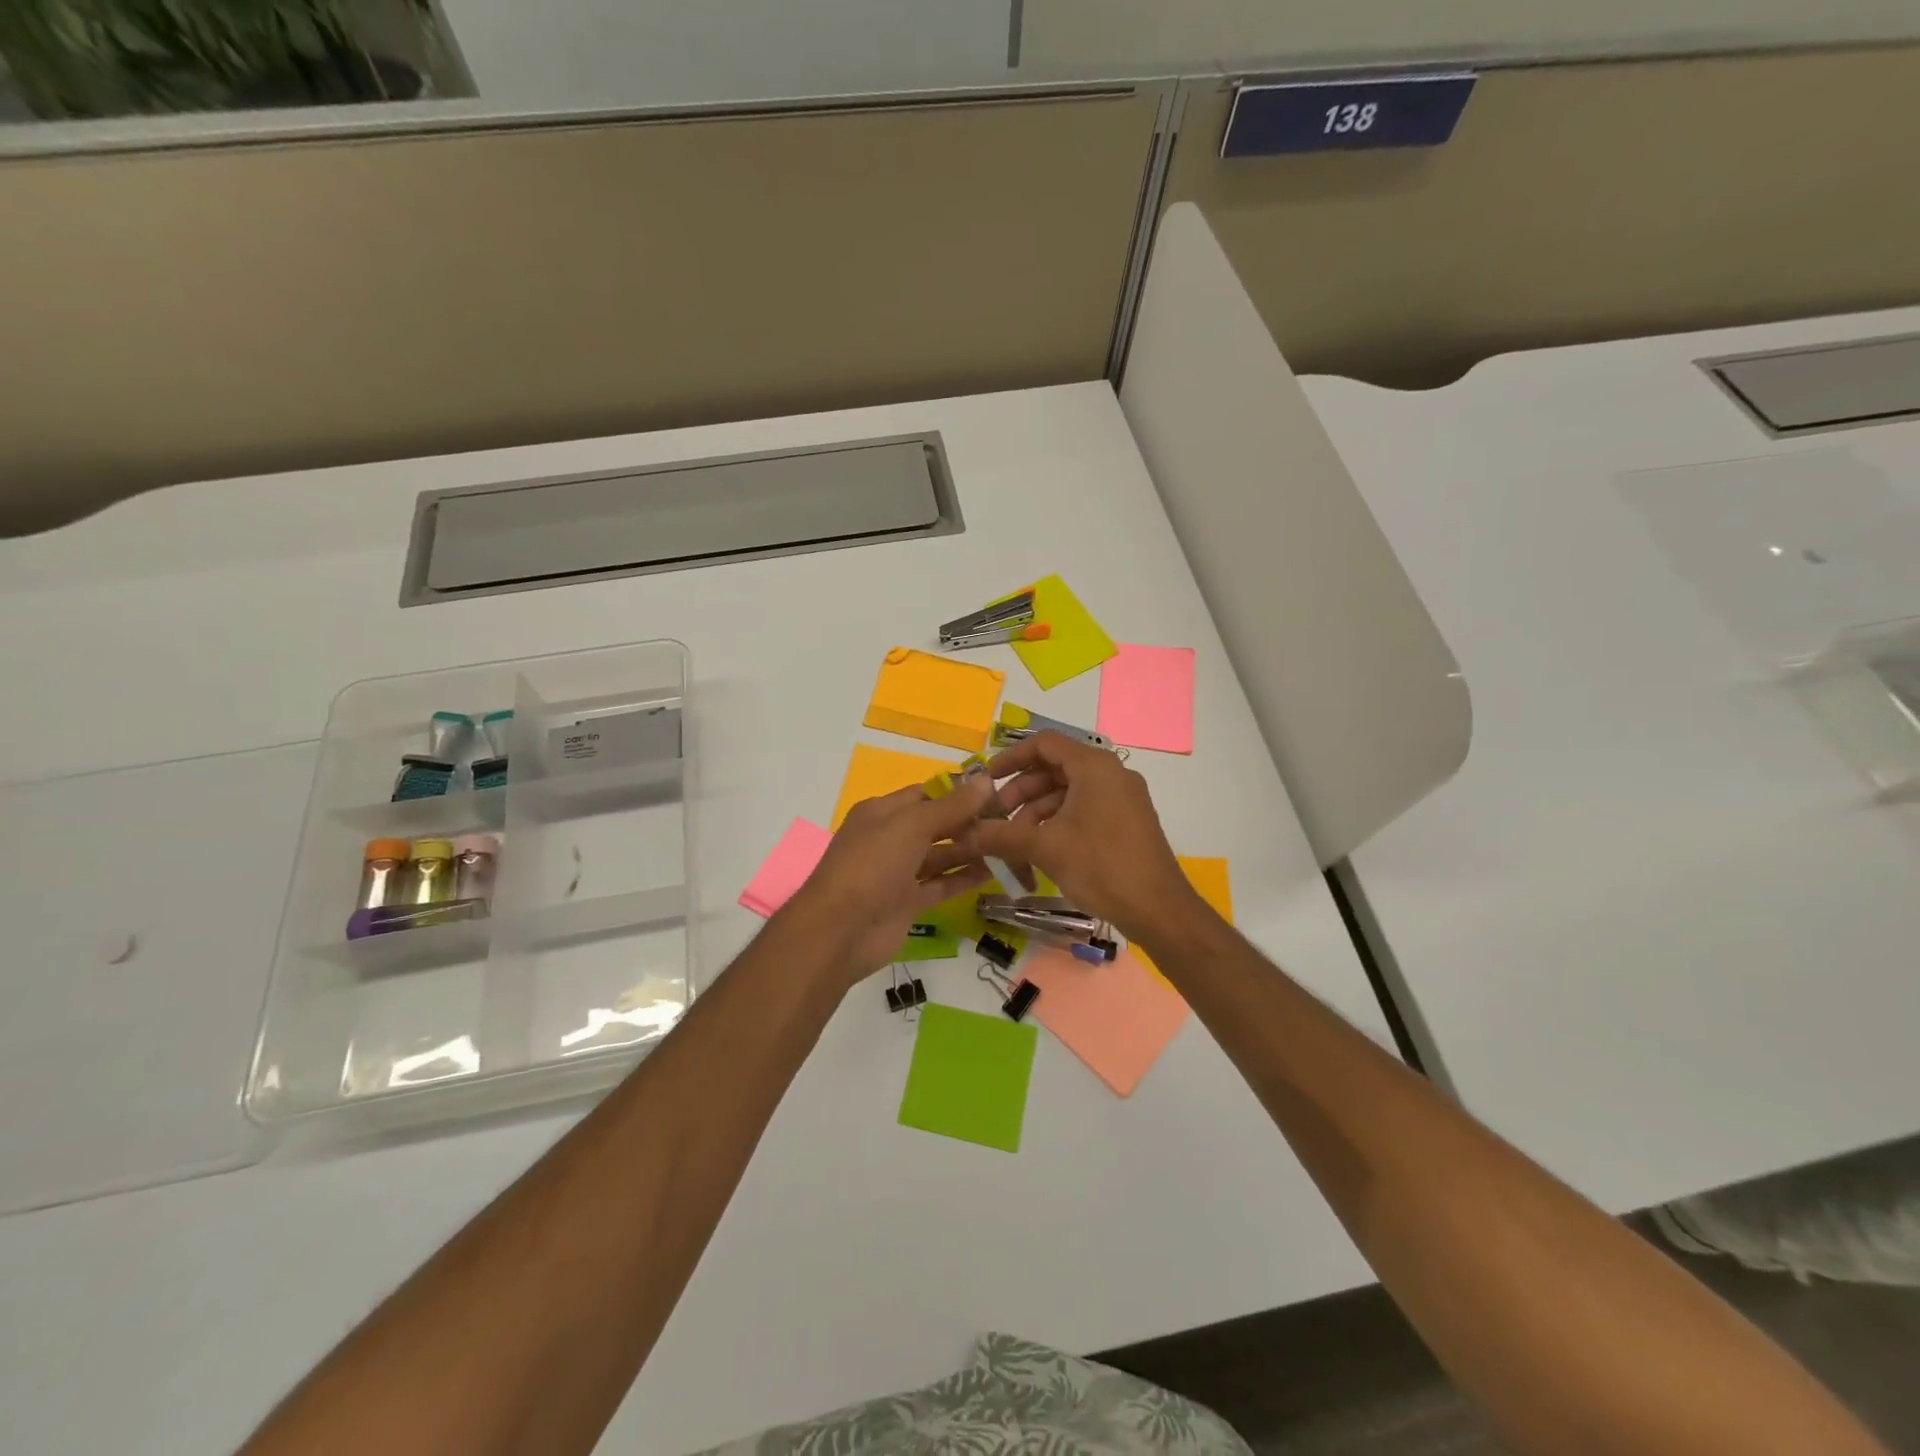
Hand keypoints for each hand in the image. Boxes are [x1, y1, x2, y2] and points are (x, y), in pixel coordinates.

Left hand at [779, 776, 995, 985]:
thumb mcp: (910, 826)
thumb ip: (950, 806)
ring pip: (940, 855)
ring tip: (1010, 844)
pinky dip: (963, 878)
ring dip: (971, 850)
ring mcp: (898, 872)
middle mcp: (890, 838)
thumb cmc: (871, 866)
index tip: (997, 791)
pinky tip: (994, 872)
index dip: (958, 792)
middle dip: (969, 821)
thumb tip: (986, 780)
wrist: (839, 932)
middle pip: (936, 824)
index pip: (926, 794)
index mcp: (882, 812)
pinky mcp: (907, 902)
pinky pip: (940, 884)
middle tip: (1011, 820)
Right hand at [961, 732, 1207, 948]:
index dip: (1011, 758)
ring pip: (1068, 792)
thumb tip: (963, 833)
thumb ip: (1001, 835)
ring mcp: (1122, 798)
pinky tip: (1040, 850)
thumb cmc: (1102, 867)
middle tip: (996, 819)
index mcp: (1094, 766)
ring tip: (1013, 842)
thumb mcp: (1045, 848)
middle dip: (1020, 792)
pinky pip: (1084, 809)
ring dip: (1036, 812)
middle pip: (1054, 769)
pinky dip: (1058, 822)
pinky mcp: (1126, 822)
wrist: (1159, 910)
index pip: (1044, 744)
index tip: (986, 780)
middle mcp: (1111, 773)